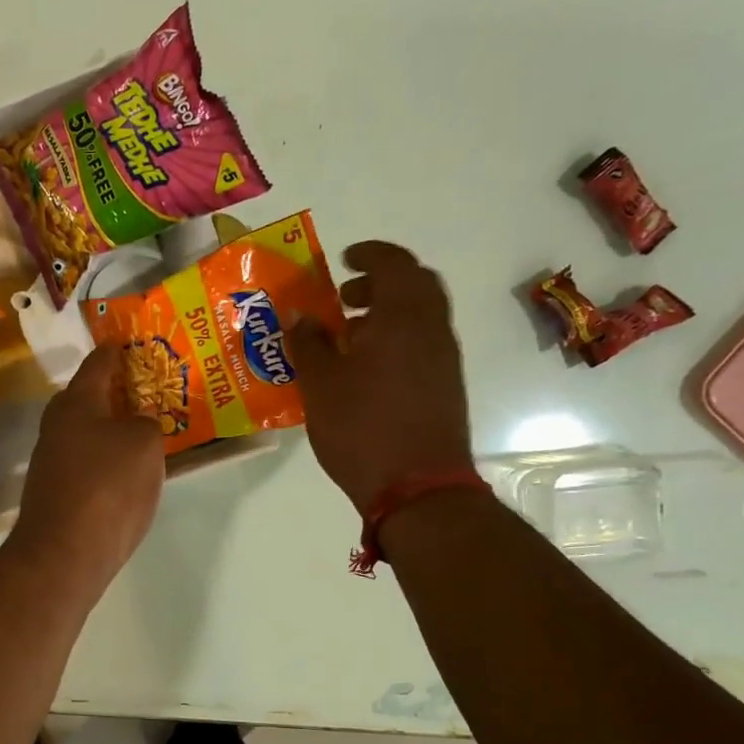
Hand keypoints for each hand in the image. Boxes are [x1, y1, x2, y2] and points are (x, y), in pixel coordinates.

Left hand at [8, 343, 164, 592]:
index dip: (117, 350)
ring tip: (147, 430)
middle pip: (89, 397)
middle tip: (151, 391)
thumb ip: (146, 422)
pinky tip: (127, 471)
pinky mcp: (55, 491)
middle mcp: (56, 424)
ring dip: (113, 427)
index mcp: (75, 401)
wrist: (64, 553)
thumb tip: (138, 422)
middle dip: (118, 392)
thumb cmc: (107, 487)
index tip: (133, 343)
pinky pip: (86, 461)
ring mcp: (51, 459)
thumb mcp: (144, 444)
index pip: (98, 362)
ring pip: (87, 431)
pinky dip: (106, 458)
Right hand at [288, 241, 473, 516]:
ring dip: (386, 315)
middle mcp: (432, 330)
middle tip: (344, 299)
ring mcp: (444, 360)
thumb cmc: (362, 428)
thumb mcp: (320, 385)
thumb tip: (298, 315)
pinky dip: (395, 341)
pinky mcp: (444, 387)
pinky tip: (363, 372)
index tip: (343, 260)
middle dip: (380, 284)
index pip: (394, 264)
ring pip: (420, 318)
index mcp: (403, 318)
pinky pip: (421, 346)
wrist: (418, 488)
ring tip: (346, 339)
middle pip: (415, 287)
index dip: (369, 255)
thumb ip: (308, 343)